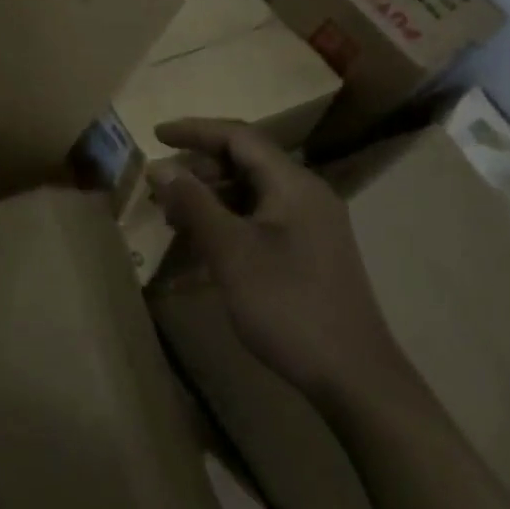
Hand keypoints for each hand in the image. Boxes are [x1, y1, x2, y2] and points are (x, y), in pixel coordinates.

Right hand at [149, 119, 412, 407]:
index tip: (155, 136)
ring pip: (252, 191)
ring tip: (173, 215)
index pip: (238, 136)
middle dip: (199, 167)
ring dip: (211, 196)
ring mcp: (312, 224)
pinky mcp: (310, 251)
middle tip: (160, 186)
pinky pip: (261, 217)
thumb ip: (194, 203)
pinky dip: (229, 219)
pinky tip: (204, 241)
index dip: (195, 130)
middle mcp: (306, 194)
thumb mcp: (231, 251)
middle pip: (245, 161)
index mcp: (293, 184)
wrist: (354, 378)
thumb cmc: (287, 305)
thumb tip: (159, 167)